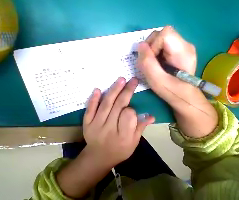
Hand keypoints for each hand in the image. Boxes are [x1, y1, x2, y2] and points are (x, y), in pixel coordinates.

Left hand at [56, 77, 154, 198]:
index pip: (129, 116)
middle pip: (118, 106)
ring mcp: (96, 126)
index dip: (132, 110)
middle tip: (133, 80)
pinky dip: (93, 99)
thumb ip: (141, 127)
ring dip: (114, 90)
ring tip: (121, 80)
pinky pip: (90, 110)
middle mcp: (109, 130)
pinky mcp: (87, 123)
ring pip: (106, 105)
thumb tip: (152, 115)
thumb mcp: (134, 142)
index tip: (133, 108)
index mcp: (123, 136)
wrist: (98, 158)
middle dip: (127, 91)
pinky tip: (98, 89)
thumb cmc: (120, 150)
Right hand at [137, 26, 217, 137]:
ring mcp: (182, 47)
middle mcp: (185, 45)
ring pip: (160, 38)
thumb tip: (140, 45)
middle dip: (151, 46)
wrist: (186, 97)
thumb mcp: (157, 80)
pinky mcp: (178, 50)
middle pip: (162, 34)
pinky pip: (162, 44)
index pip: (165, 33)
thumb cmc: (173, 92)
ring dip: (152, 49)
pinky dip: (155, 51)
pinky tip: (158, 63)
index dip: (153, 44)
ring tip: (154, 63)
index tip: (151, 59)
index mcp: (183, 51)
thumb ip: (148, 63)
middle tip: (150, 62)